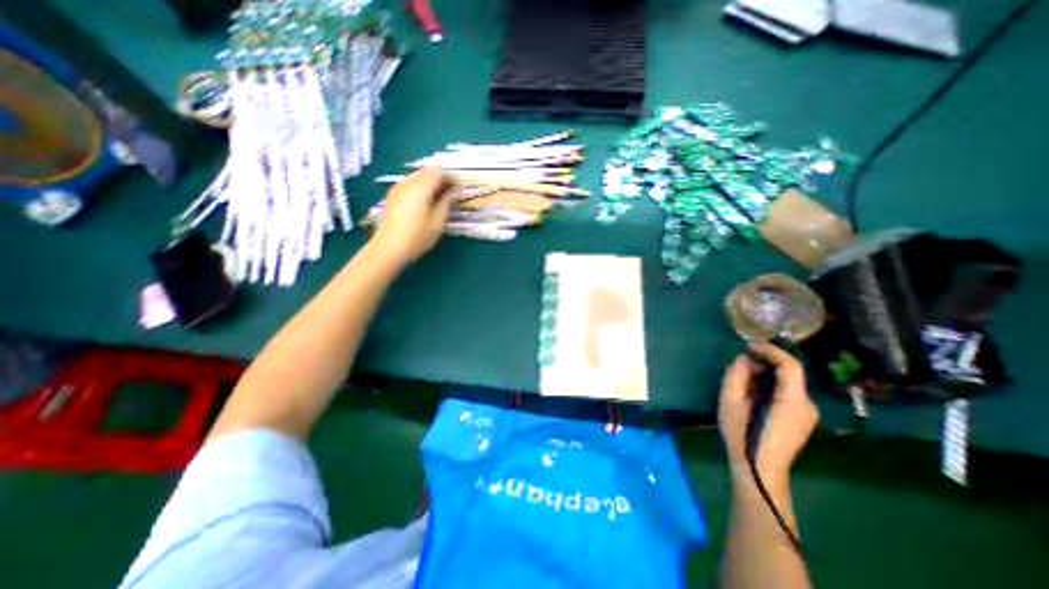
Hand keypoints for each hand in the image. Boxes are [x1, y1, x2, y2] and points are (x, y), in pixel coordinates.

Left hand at [371, 167, 453, 264]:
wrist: (389, 247)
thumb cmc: (417, 237)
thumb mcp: (438, 222)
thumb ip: (446, 203)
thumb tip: (452, 192)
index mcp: (421, 187)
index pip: (439, 172)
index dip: (451, 178)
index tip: (459, 189)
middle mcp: (408, 182)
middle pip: (427, 171)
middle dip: (441, 179)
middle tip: (450, 193)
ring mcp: (398, 188)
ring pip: (418, 176)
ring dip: (430, 182)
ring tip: (438, 198)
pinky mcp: (392, 195)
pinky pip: (410, 183)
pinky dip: (420, 187)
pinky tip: (424, 202)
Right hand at [722, 341, 819, 483]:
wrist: (759, 471)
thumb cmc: (743, 435)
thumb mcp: (730, 403)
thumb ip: (736, 376)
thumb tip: (744, 360)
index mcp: (793, 401)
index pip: (791, 365)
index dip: (771, 350)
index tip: (749, 346)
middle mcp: (807, 405)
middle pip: (791, 373)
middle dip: (766, 362)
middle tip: (742, 363)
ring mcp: (807, 414)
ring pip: (789, 382)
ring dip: (767, 373)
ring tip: (744, 378)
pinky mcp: (801, 419)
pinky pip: (788, 392)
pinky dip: (771, 384)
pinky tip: (754, 392)